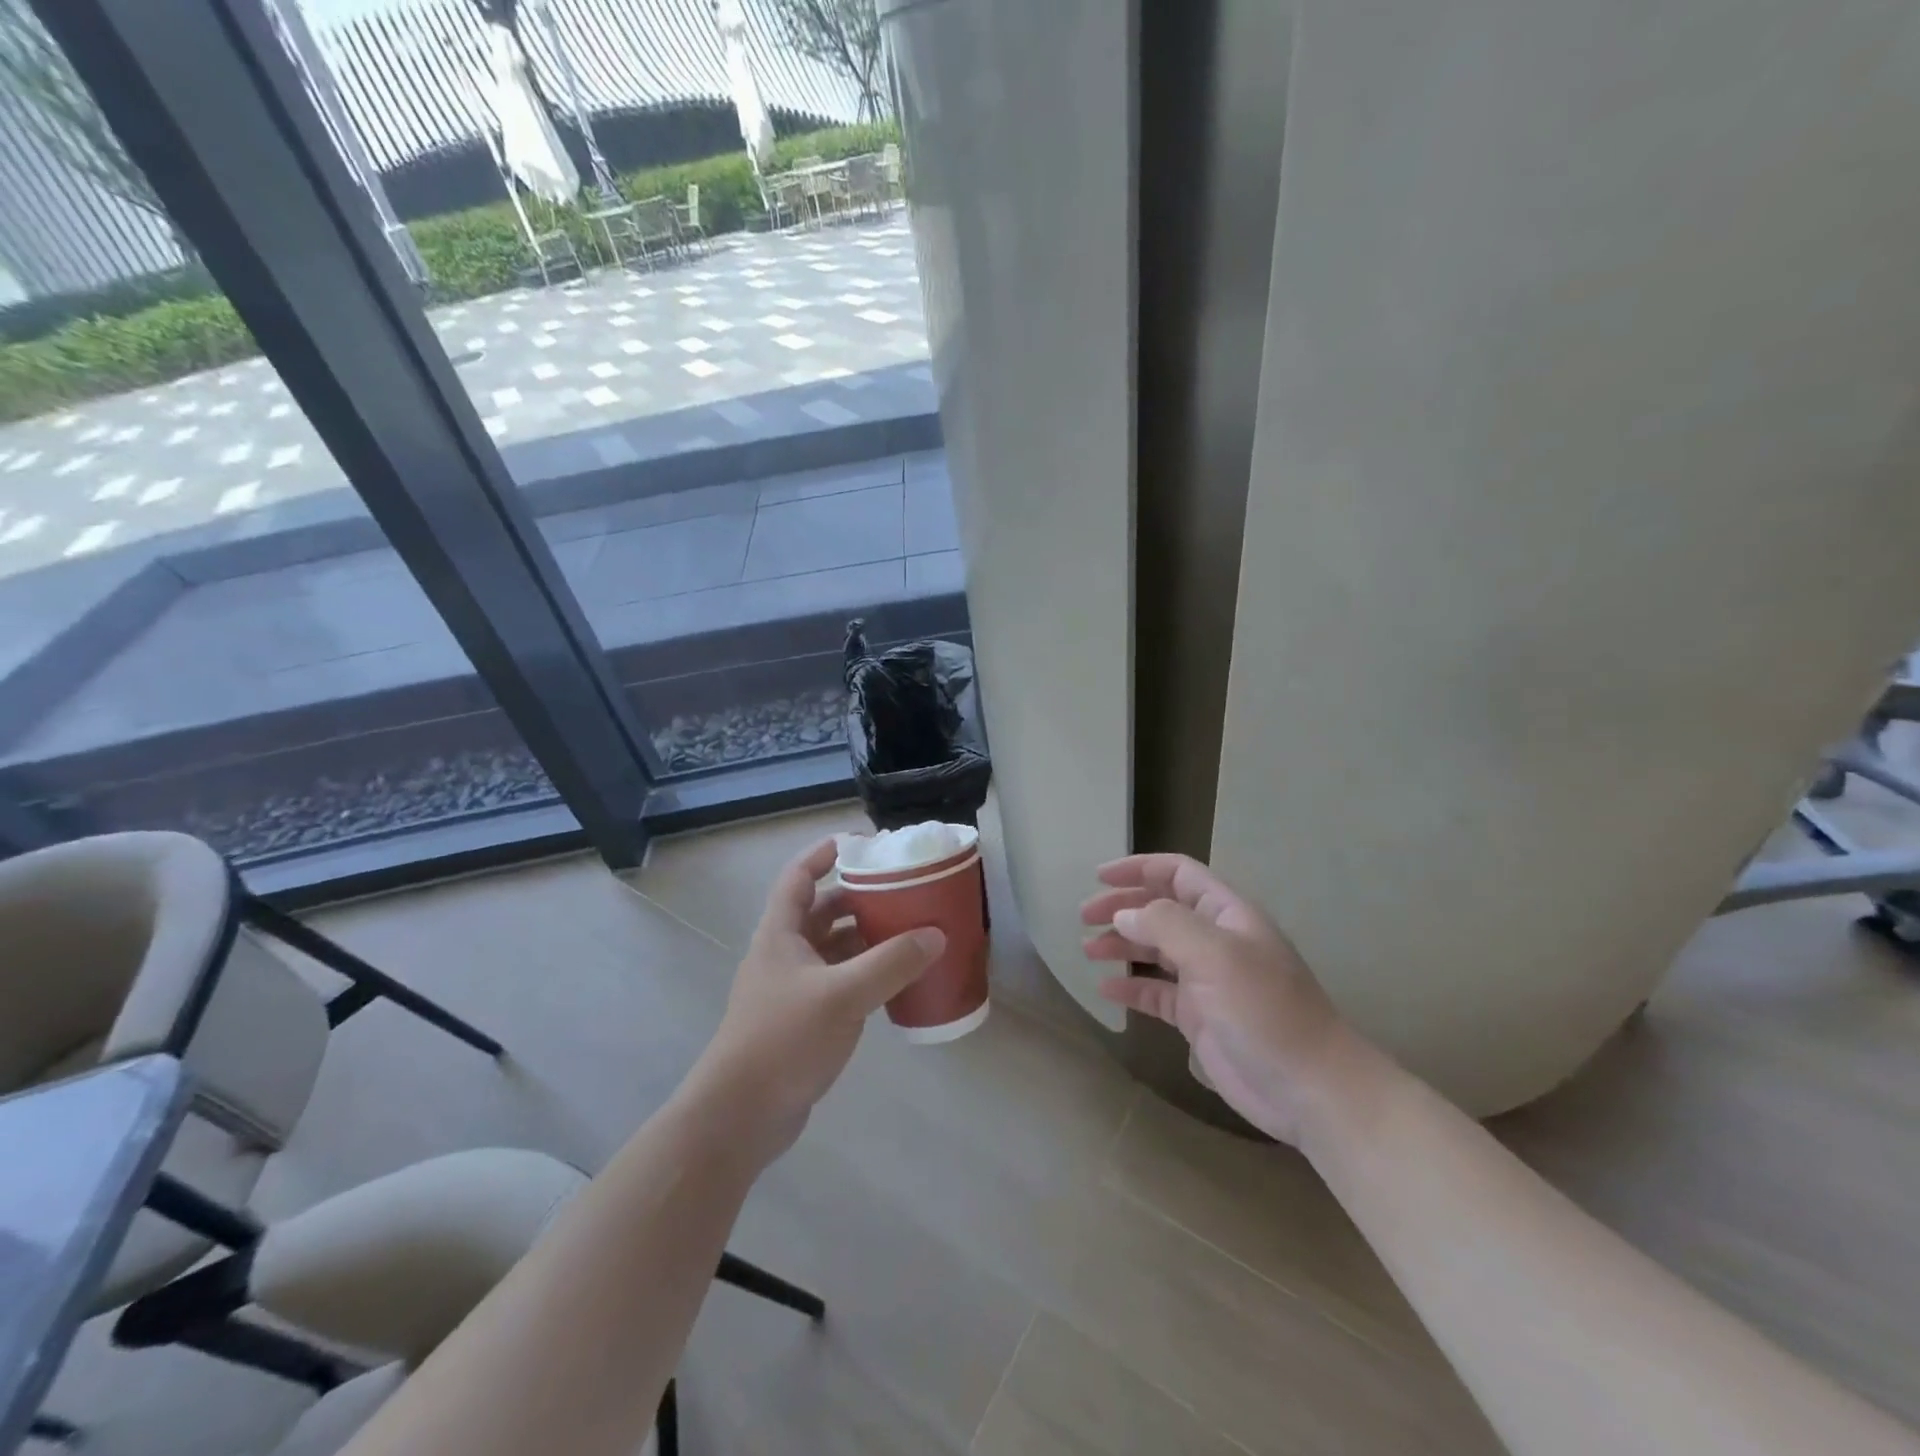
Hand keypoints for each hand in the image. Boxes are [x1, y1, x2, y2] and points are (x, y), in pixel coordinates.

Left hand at [690, 838, 944, 1161]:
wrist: (740, 1115)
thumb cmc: (784, 1039)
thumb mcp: (843, 995)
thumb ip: (891, 963)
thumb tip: (935, 935)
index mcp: (781, 934)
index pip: (798, 878)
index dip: (822, 855)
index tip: (858, 844)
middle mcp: (783, 955)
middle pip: (820, 912)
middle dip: (857, 899)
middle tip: (898, 893)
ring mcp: (791, 991)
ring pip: (831, 950)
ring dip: (863, 939)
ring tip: (906, 933)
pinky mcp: (801, 1022)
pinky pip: (837, 983)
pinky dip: (863, 975)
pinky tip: (893, 983)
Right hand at [1082, 854, 1357, 1145]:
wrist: (1310, 1089)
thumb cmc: (1265, 1010)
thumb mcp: (1216, 955)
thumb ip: (1166, 926)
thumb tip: (1123, 915)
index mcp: (1227, 915)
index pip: (1178, 874)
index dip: (1139, 869)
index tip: (1099, 877)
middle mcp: (1216, 941)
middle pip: (1161, 910)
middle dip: (1123, 908)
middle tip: (1084, 917)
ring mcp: (1208, 981)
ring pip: (1155, 951)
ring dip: (1122, 945)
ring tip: (1088, 950)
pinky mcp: (1200, 1018)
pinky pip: (1157, 993)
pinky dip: (1131, 989)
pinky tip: (1106, 991)